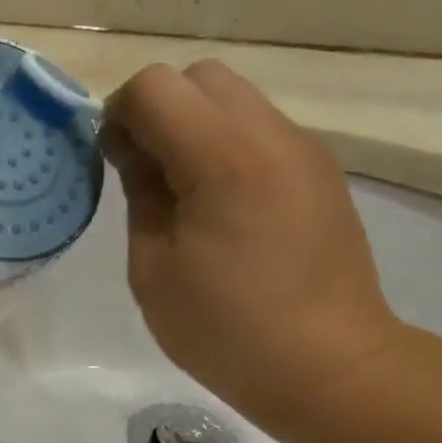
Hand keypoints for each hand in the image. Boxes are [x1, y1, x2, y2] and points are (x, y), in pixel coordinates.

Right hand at [103, 61, 402, 431]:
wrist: (330, 366)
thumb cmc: (226, 329)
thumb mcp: (153, 269)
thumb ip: (140, 194)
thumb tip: (132, 151)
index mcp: (223, 159)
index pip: (154, 87)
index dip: (118, 114)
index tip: (111, 163)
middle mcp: (271, 136)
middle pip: (199, 77)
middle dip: (158, 110)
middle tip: (144, 172)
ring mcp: (305, 150)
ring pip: (234, 98)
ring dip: (194, 126)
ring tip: (183, 192)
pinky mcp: (320, 171)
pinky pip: (260, 130)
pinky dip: (226, 146)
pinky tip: (222, 206)